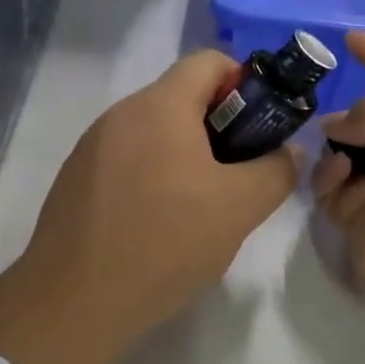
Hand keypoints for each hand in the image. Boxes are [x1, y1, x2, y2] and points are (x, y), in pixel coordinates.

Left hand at [0, 50, 301, 363]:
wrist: (74, 301)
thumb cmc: (166, 242)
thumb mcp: (240, 208)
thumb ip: (276, 171)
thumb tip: (290, 151)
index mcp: (160, 105)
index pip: (209, 61)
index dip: (244, 83)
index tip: (259, 128)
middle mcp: (120, 113)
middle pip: (181, 97)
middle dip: (219, 126)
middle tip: (238, 174)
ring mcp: (91, 146)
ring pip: (153, 131)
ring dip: (186, 154)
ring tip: (200, 206)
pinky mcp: (74, 179)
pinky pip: (126, 159)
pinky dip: (152, 174)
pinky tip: (157, 223)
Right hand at [313, 31, 364, 363]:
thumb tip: (336, 126)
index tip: (351, 39)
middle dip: (349, 108)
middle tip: (319, 99)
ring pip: (344, 152)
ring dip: (337, 142)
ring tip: (338, 147)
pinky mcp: (359, 222)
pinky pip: (331, 188)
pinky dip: (329, 177)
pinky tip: (338, 176)